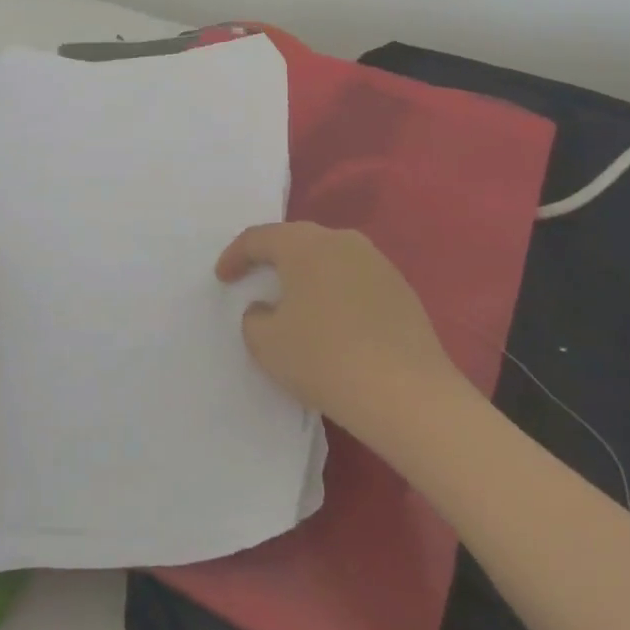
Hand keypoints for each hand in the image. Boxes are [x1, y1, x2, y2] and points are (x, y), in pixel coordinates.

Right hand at [216, 222, 464, 448]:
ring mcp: (376, 262)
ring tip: (296, 302)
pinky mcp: (400, 288)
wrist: (406, 391)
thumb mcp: (266, 344)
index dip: (235, 256)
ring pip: (330, 259)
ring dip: (309, 275)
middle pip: (297, 241)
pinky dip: (337, 293)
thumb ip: (255, 319)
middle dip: (274, 258)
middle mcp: (341, 240)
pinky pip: (355, 280)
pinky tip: (335, 322)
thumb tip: (267, 308)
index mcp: (304, 244)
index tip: (222, 277)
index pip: (259, 238)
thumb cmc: (324, 358)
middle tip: (256, 278)